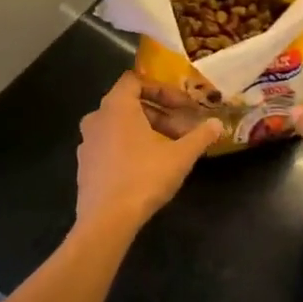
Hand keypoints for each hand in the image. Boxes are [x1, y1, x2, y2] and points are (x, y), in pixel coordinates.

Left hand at [76, 72, 222, 232]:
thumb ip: (200, 136)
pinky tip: (147, 167)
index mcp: (116, 106)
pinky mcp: (84, 164)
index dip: (161, 89)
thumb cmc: (143, 178)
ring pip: (119, 125)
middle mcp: (96, 118)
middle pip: (130, 104)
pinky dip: (129, 146)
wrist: (106, 221)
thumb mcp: (180, 156)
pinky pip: (109, 144)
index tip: (182, 105)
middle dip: (159, 113)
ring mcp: (87, 142)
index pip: (135, 81)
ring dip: (145, 131)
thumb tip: (217, 124)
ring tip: (169, 149)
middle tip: (182, 130)